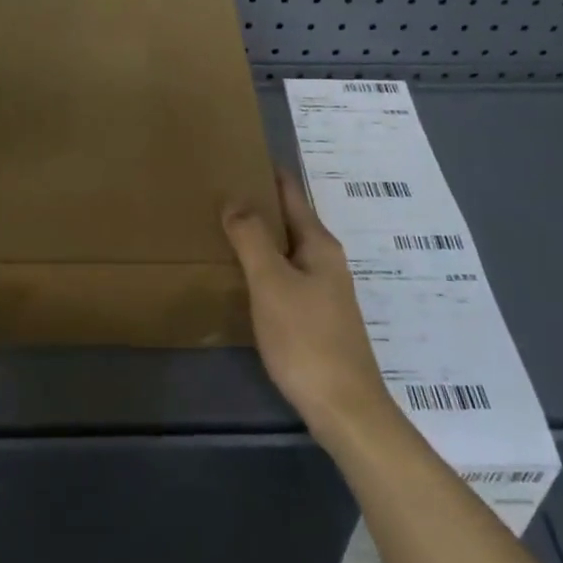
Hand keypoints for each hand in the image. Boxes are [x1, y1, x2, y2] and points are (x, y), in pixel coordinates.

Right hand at [223, 168, 392, 448]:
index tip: (239, 154)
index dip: (268, 172)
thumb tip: (234, 197)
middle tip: (219, 190)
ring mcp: (324, 291)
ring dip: (260, 235)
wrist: (344, 408)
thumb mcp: (272, 283)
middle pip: (290, 220)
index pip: (292, 194)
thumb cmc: (306, 339)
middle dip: (259, 203)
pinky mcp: (316, 317)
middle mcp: (326, 261)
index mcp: (319, 245)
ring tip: (223, 227)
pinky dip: (263, 265)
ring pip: (287, 250)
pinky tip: (243, 275)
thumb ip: (252, 238)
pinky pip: (285, 276)